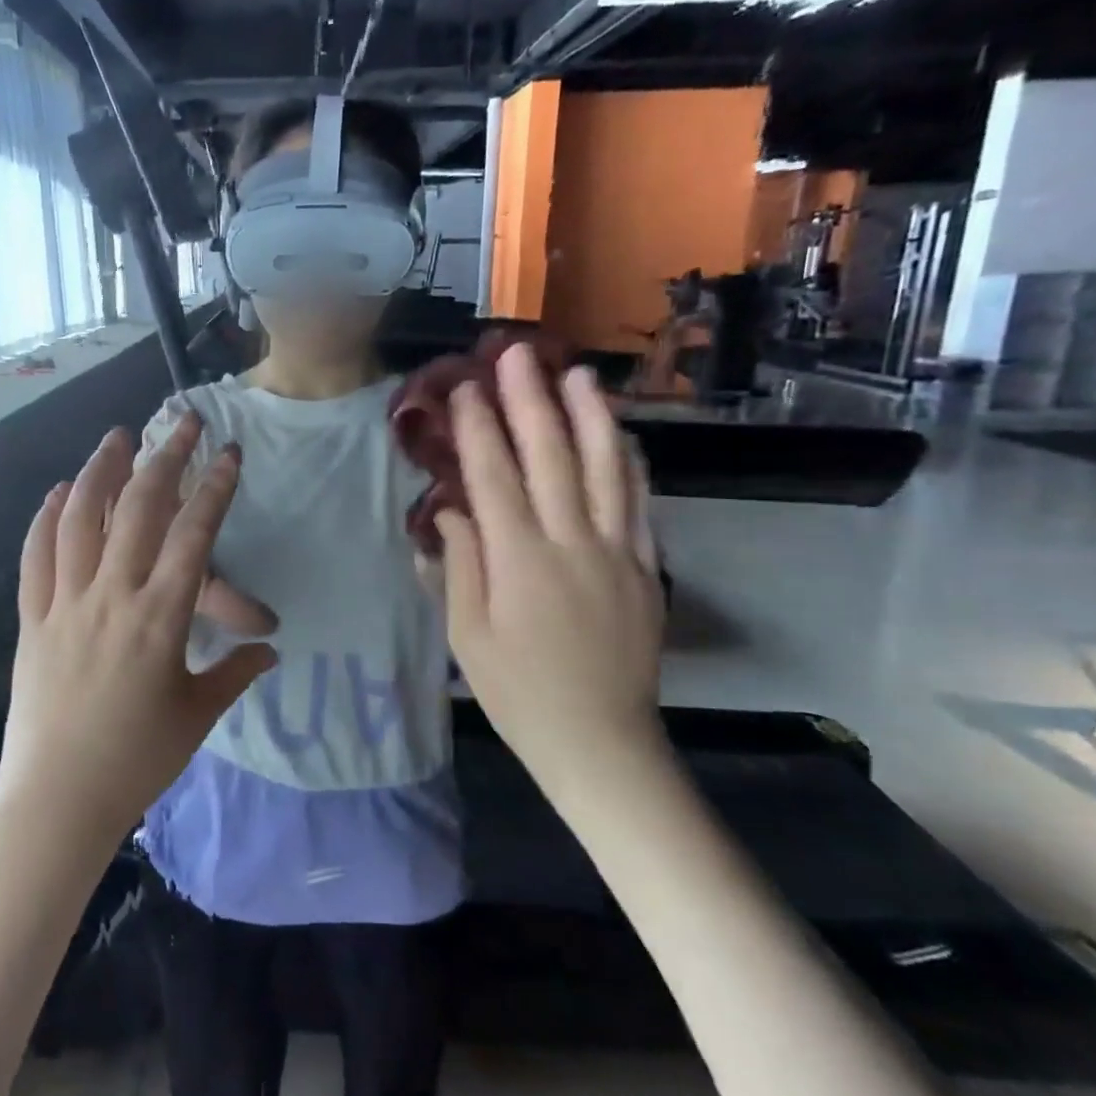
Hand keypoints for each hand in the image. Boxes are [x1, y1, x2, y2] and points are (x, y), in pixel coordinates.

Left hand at [1, 414, 277, 842]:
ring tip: (117, 436)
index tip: (228, 453)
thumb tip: (269, 649)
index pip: (193, 535)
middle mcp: (112, 595)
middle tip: (181, 422)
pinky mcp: (33, 618)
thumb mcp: (197, 714)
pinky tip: (60, 491)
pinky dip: (48, 518)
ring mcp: (66, 603)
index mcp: (160, 617)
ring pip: (81, 520)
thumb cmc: (137, 759)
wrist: (58, 798)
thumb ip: (235, 672)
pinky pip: (37, 557)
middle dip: (164, 459)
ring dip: (101, 471)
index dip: (214, 489)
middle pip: (138, 510)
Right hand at [434, 348, 664, 787]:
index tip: (465, 389)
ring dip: (589, 416)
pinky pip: (640, 502)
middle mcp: (571, 543)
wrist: (600, 740)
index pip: (494, 478)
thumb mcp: (467, 635)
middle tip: (517, 355)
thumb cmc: (518, 692)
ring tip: (577, 373)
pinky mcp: (645, 566)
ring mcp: (617, 551)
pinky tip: (621, 434)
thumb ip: (459, 565)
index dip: (478, 429)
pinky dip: (629, 462)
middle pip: (550, 458)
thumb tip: (450, 511)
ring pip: (605, 469)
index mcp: (519, 561)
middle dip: (530, 401)